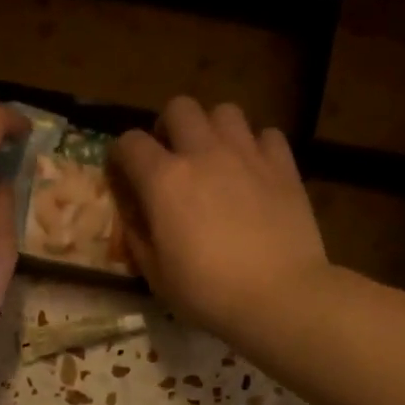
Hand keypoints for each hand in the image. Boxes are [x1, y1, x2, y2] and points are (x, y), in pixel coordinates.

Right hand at [110, 98, 329, 338]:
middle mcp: (203, 153)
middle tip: (172, 158)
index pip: (129, 143)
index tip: (124, 175)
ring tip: (215, 158)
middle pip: (179, 108)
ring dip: (213, 129)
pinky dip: (256, 146)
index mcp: (164, 180)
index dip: (121, 155)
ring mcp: (247, 155)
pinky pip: (266, 134)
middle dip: (168, 127)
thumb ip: (138, 236)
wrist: (279, 296)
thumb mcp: (156, 276)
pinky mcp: (283, 166)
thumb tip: (132, 214)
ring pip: (224, 111)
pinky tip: (254, 171)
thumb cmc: (208, 293)